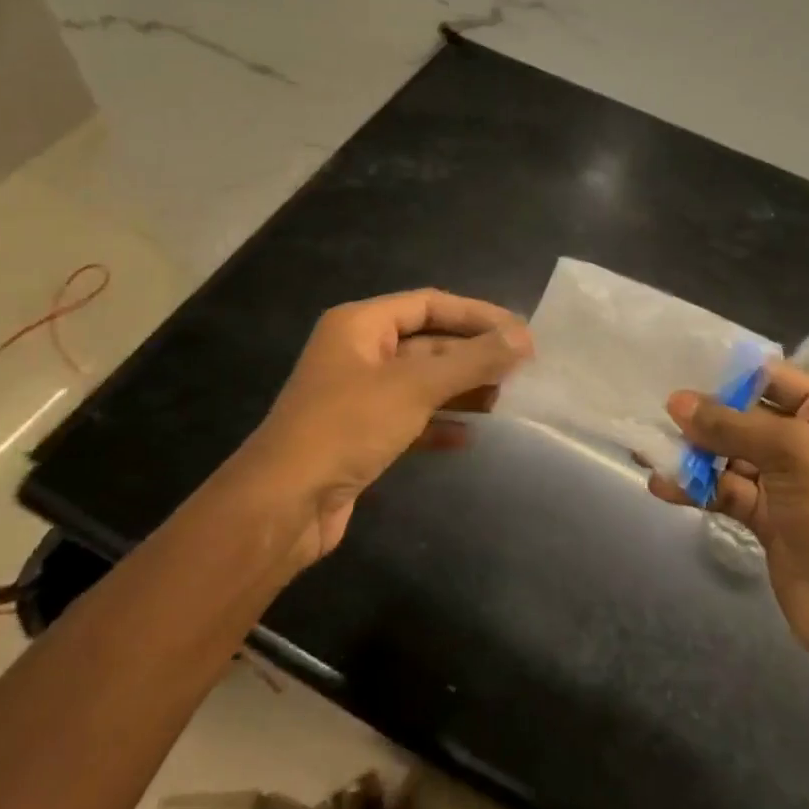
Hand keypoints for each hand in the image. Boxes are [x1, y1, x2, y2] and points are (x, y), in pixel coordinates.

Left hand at [228, 290, 531, 575]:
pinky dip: (439, 424)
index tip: (520, 332)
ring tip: (504, 400)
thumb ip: (473, 360)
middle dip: (472, 355)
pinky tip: (469, 437)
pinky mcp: (361, 435)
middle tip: (521, 369)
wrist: (284, 504)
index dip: (476, 314)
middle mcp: (358, 353)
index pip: (429, 304)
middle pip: (428, 343)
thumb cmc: (347, 426)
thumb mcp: (415, 386)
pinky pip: (410, 419)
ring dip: (461, 389)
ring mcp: (358, 396)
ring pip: (421, 382)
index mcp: (360, 325)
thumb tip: (524, 337)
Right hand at [647, 361, 808, 672]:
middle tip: (651, 409)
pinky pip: (725, 489)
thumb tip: (676, 401)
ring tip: (646, 448)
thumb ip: (732, 425)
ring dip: (692, 453)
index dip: (726, 372)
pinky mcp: (767, 515)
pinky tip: (662, 485)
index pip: (772, 378)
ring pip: (730, 454)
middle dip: (701, 415)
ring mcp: (787, 480)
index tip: (674, 364)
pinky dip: (696, 486)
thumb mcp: (793, 455)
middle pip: (745, 416)